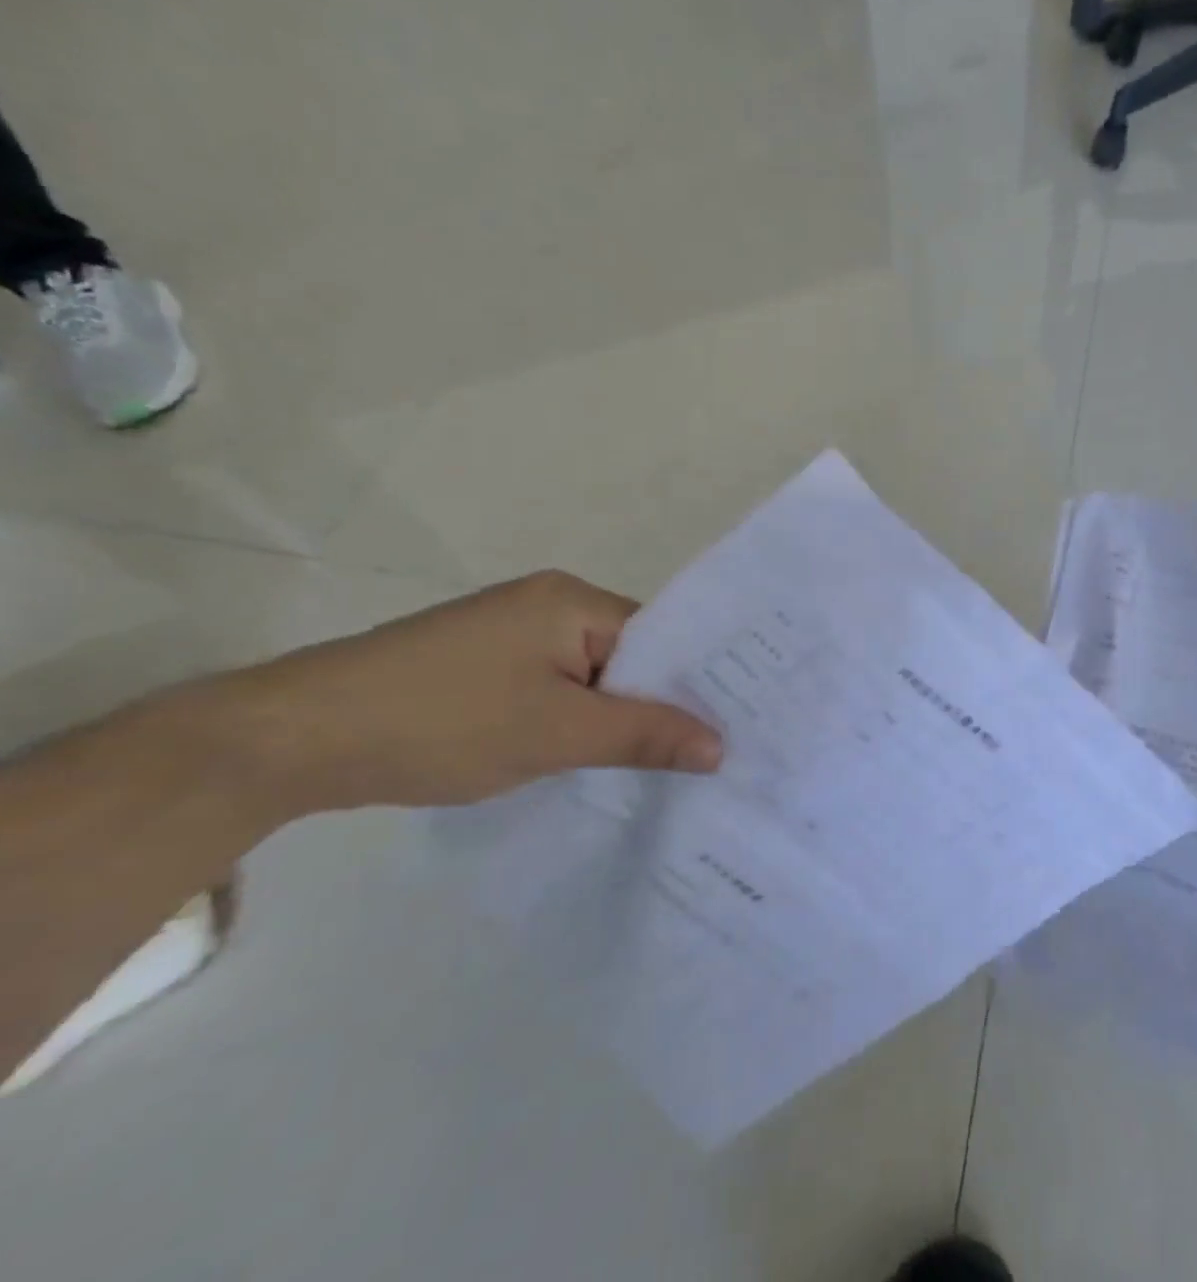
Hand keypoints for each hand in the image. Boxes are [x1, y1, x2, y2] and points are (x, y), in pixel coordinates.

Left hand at [201, 571, 721, 819]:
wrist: (293, 739)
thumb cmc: (442, 720)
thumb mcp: (556, 733)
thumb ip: (644, 735)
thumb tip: (722, 747)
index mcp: (572, 601)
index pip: (662, 638)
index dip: (696, 682)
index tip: (733, 728)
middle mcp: (548, 605)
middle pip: (629, 657)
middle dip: (658, 706)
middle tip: (709, 757)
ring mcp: (511, 635)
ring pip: (591, 679)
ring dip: (614, 719)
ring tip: (661, 766)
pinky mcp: (482, 667)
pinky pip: (554, 690)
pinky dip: (575, 723)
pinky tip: (591, 759)